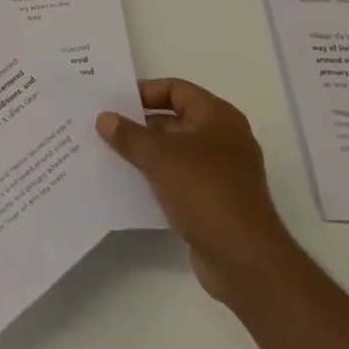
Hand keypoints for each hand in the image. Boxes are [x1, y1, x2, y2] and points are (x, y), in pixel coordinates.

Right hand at [98, 78, 300, 304]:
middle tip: (104, 126)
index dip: (144, 92)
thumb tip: (104, 118)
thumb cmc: (205, 191)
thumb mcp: (159, 155)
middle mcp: (223, 139)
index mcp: (218, 117)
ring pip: (174, 151)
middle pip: (174, 119)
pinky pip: (178, 177)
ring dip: (144, 152)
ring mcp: (221, 172)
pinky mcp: (214, 200)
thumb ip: (128, 134)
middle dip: (139, 123)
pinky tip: (128, 181)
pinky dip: (155, 176)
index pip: (176, 89)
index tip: (113, 101)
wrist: (244, 258)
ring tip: (108, 152)